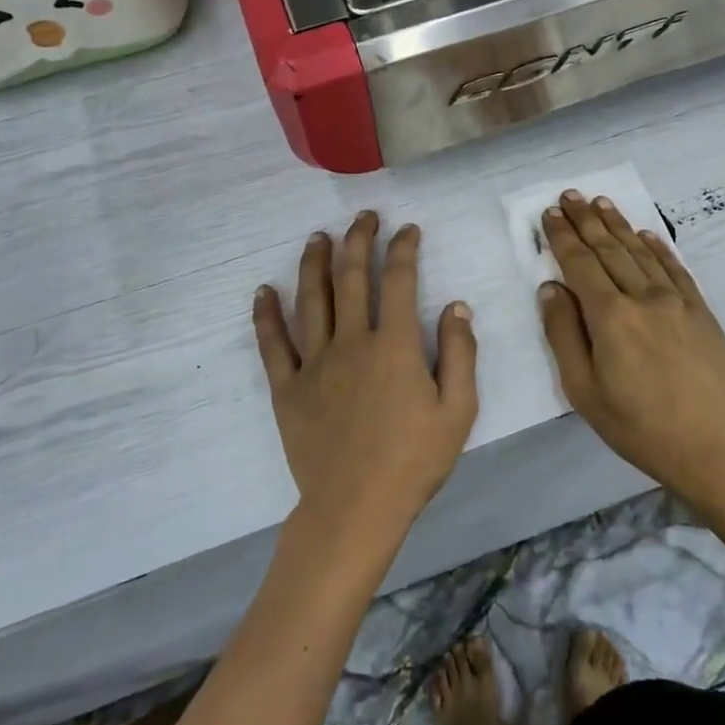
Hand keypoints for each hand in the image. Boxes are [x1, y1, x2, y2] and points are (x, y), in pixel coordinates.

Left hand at [253, 213, 478, 540]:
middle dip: (358, 239)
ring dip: (314, 262)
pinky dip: (266, 314)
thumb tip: (456, 306)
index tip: (408, 230)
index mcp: (395, 345)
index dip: (404, 248)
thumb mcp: (458, 411)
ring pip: (311, 299)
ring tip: (318, 237)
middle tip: (363, 217)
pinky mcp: (287, 387)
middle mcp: (351, 341)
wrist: (355, 507)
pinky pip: (273, 343)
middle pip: (351, 277)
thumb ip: (460, 354)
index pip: (399, 281)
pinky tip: (263, 290)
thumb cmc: (413, 461)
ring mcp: (314, 362)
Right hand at [538, 191, 724, 502]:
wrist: (712, 446)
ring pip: (640, 253)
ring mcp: (677, 301)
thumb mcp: (583, 390)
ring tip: (600, 202)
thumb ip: (563, 334)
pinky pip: (675, 268)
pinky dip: (657, 247)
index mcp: (610, 317)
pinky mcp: (701, 311)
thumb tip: (551, 288)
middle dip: (586, 220)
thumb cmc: (637, 425)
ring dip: (618, 225)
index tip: (550, 215)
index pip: (580, 264)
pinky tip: (645, 234)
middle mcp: (643, 298)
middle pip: (609, 250)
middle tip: (569, 195)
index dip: (562, 238)